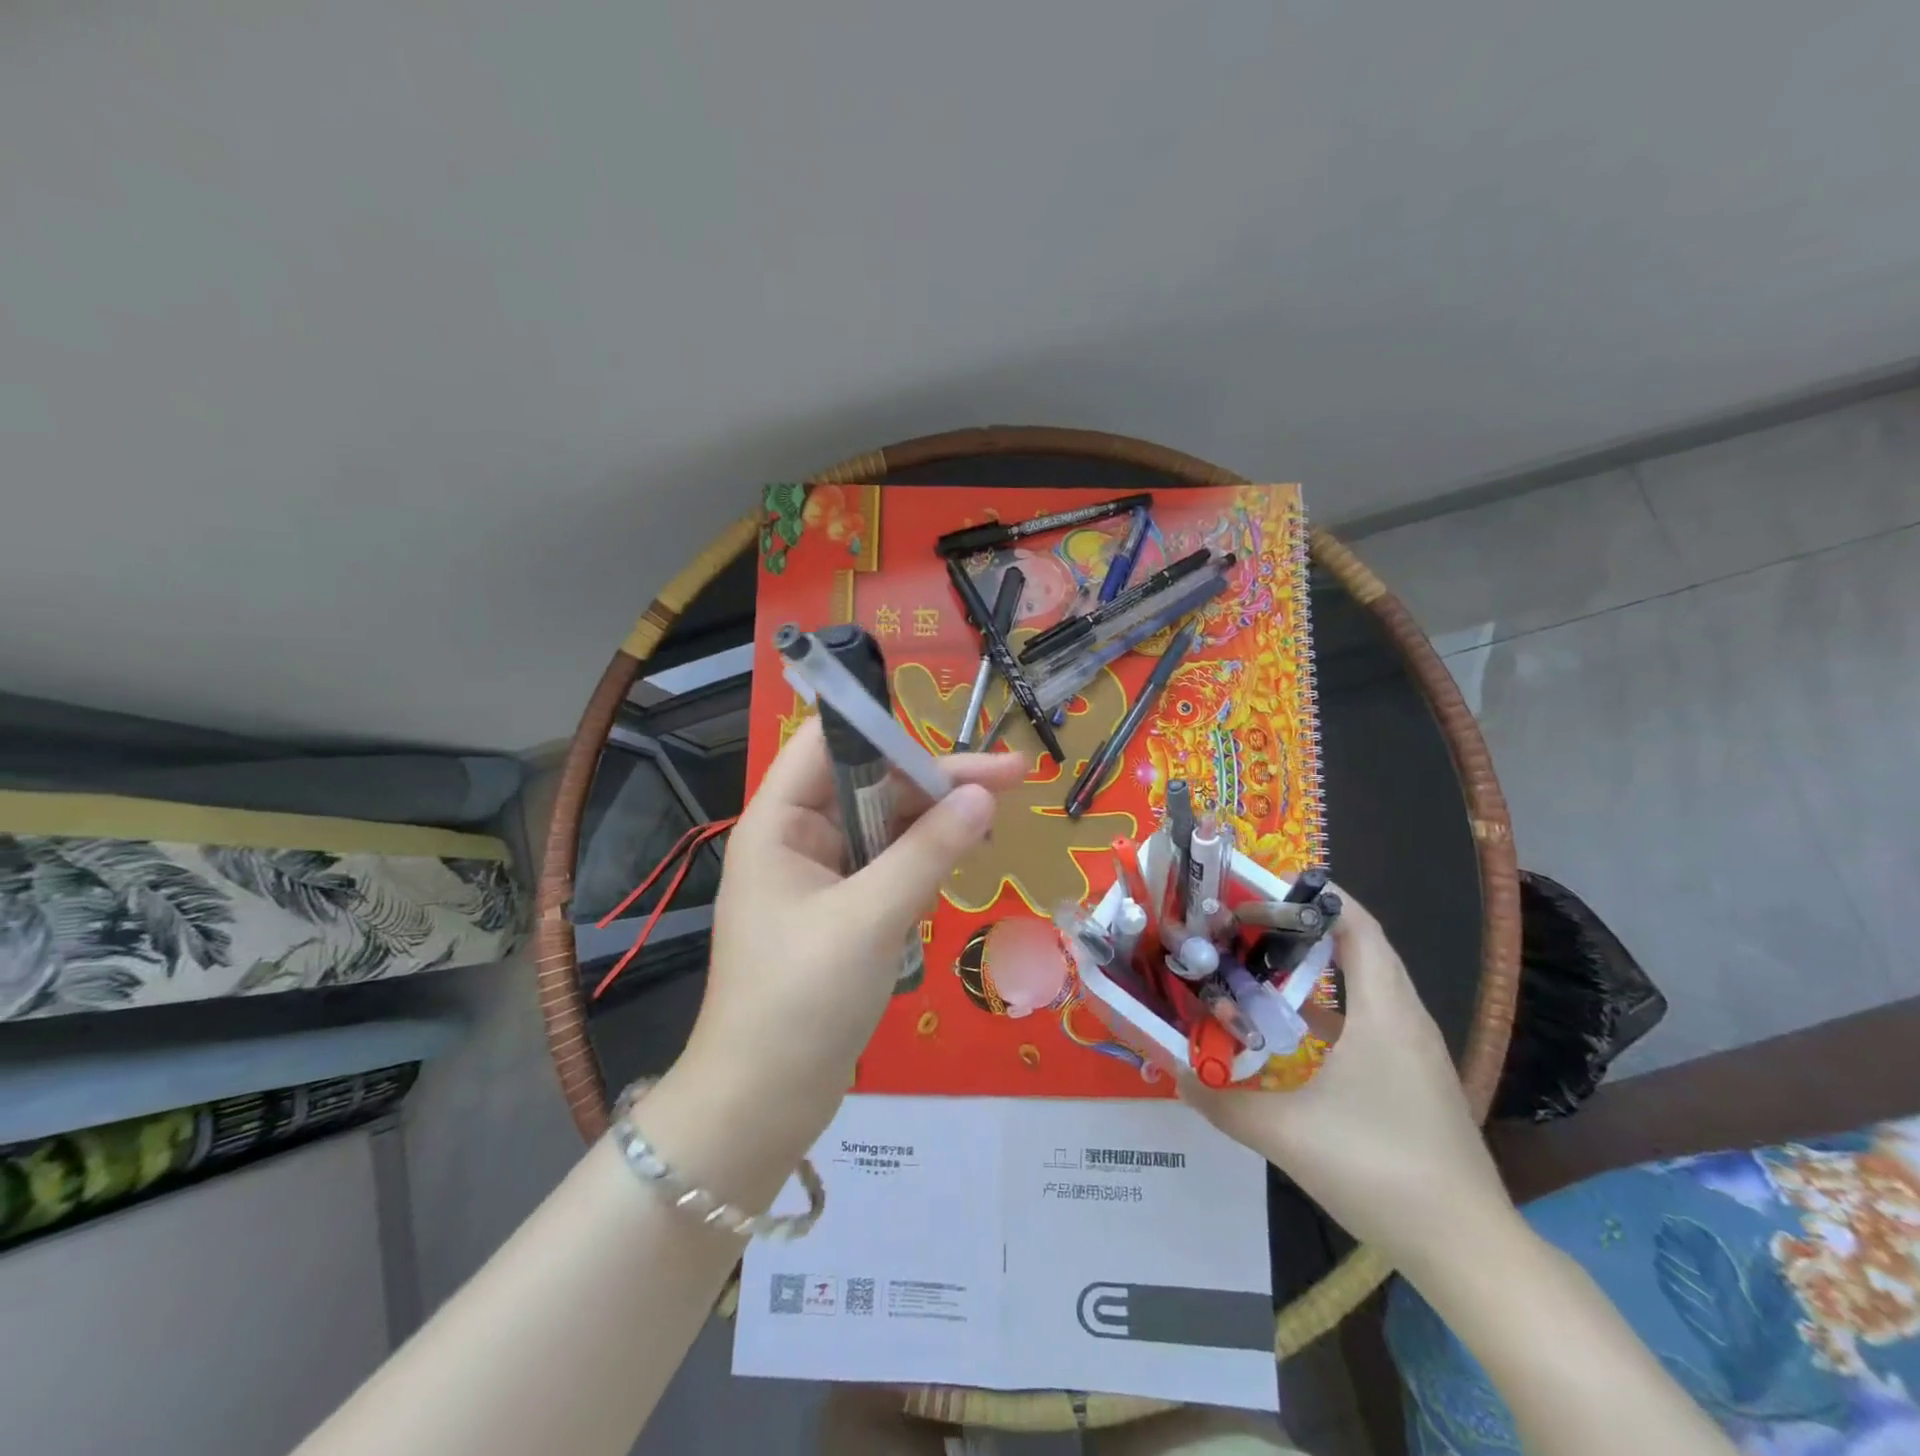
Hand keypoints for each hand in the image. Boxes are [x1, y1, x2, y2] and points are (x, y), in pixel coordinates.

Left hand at [673, 719, 1024, 1166]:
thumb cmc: (801, 1002)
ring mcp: (819, 878)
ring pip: (884, 828)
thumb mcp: (869, 919)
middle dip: (935, 782)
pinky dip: (923, 864)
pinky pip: (887, 868)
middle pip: (869, 783)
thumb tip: (983, 796)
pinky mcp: (841, 914)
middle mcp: (797, 839)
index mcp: (779, 823)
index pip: (828, 742)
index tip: (951, 739)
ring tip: (996, 818)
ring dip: (934, 824)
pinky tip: (958, 866)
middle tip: (1011, 778)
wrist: (761, 1105)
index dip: (887, 730)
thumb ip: (927, 852)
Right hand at [1182, 890, 1518, 1273]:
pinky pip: (1369, 1018)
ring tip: (1259, 961)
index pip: (1357, 926)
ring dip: (1316, 966)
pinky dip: (1330, 1006)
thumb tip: (1175, 1074)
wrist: (1468, 1249)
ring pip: (1365, 983)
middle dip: (1303, 926)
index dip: (1315, 895)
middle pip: (1359, 946)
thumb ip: (1223, 1101)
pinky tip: (1292, 1027)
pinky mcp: (1413, 1078)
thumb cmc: (1379, 1170)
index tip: (1263, 885)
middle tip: (1246, 920)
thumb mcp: (1287, 1135)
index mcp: (1384, 1012)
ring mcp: (1414, 1050)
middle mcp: (1405, 1018)